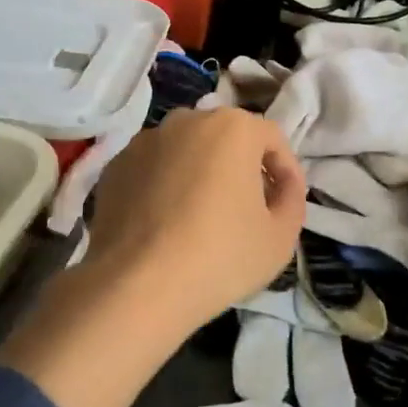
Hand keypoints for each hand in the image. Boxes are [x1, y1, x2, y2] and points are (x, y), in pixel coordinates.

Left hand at [0, 107, 306, 406]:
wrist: (136, 285)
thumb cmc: (219, 256)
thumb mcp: (281, 236)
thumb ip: (292, 198)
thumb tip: (281, 184)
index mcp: (232, 127)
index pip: (271, 138)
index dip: (285, 169)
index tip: (284, 201)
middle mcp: (186, 120)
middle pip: (226, 138)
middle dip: (241, 166)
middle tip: (247, 208)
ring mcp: (145, 140)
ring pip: (186, 150)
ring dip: (200, 173)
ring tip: (201, 217)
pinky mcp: (115, 165)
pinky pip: (153, 168)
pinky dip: (165, 185)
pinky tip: (165, 223)